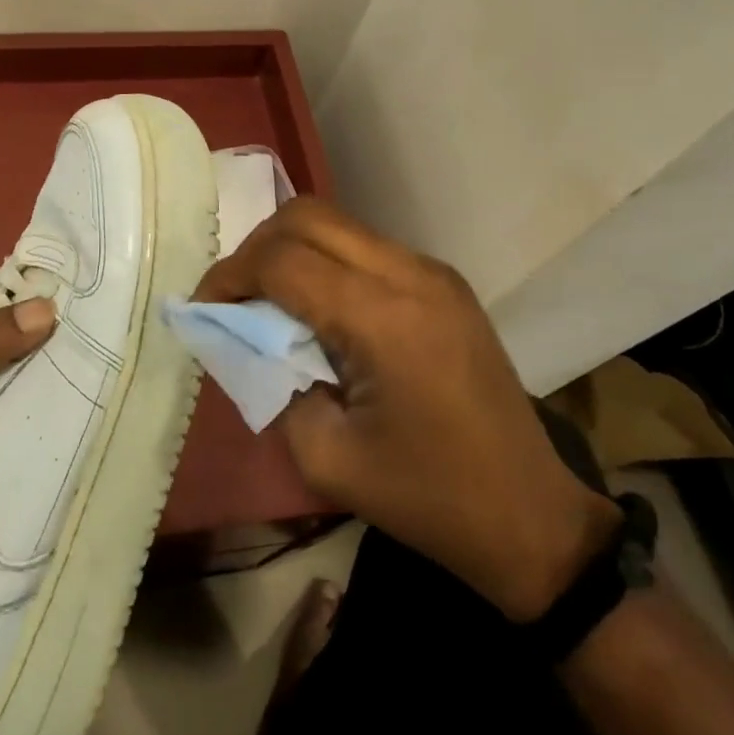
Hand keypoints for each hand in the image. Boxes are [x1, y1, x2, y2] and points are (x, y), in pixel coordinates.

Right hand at [196, 198, 619, 620]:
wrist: (530, 517)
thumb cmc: (426, 499)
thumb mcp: (325, 456)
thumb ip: (272, 382)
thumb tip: (247, 337)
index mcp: (383, 318)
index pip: (283, 261)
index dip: (230, 276)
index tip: (203, 308)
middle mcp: (410, 274)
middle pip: (308, 216)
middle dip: (256, 246)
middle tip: (234, 294)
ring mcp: (433, 271)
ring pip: (337, 222)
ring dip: (290, 248)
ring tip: (269, 299)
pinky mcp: (444, 282)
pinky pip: (365, 246)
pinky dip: (324, 260)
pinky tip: (317, 307)